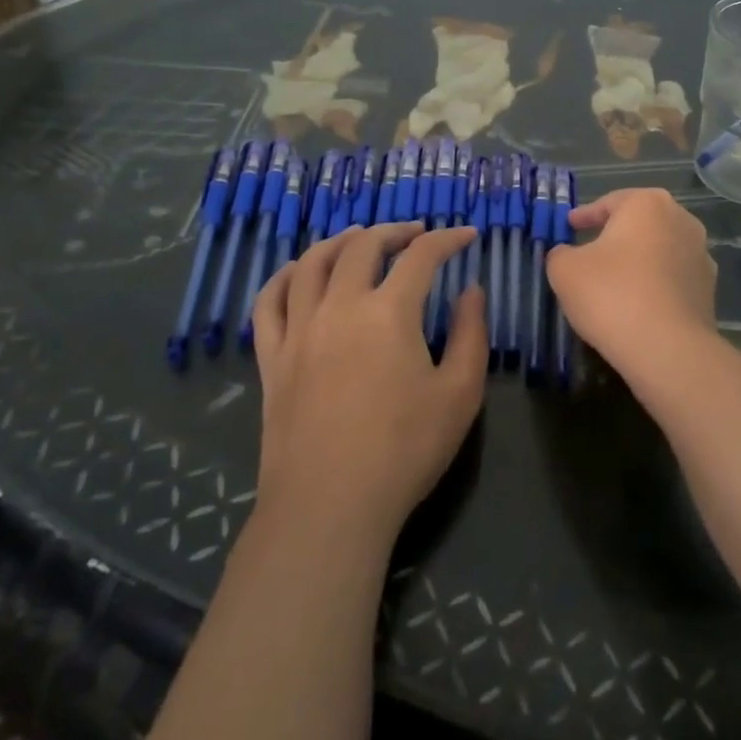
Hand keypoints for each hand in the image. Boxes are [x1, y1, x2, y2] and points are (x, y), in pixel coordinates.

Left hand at [250, 223, 487, 540]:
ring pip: (312, 263)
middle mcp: (340, 307)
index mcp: (389, 312)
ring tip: (359, 239)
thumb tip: (471, 290)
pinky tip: (298, 271)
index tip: (466, 236)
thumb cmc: (404, 451)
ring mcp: (299, 330)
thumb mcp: (460, 395)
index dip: (447, 239)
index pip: (422, 256)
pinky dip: (285, 276)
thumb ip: (471, 334)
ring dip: (340, 241)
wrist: (329, 507)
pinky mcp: (272, 357)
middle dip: (394, 232)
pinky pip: (269, 302)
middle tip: (416, 234)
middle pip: (363, 247)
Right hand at [545, 188, 719, 389]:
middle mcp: (681, 220)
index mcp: (648, 203)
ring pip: (659, 251)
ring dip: (638, 261)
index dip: (585, 215)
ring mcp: (701, 255)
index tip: (570, 226)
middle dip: (616, 235)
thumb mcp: (565, 270)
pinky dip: (654, 285)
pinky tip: (637, 304)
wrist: (667, 348)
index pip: (609, 202)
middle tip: (591, 250)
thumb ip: (560, 254)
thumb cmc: (611, 294)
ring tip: (614, 281)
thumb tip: (566, 255)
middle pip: (639, 223)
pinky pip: (672, 279)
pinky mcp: (709, 290)